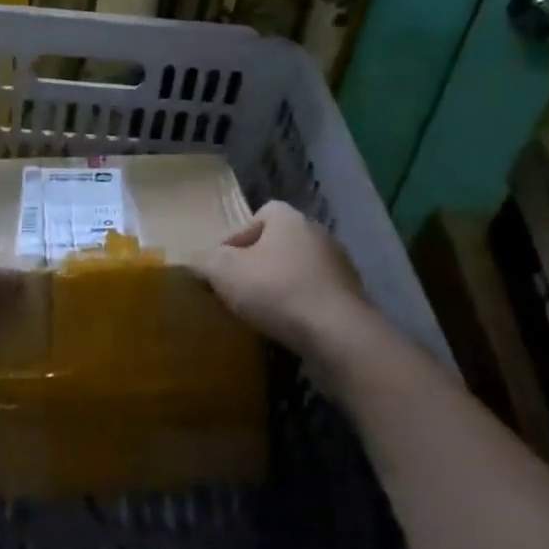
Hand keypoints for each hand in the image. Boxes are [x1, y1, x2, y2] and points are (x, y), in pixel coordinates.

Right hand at [197, 201, 381, 362]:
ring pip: (299, 271)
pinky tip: (286, 327)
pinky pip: (316, 297)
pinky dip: (300, 308)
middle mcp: (319, 235)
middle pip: (280, 243)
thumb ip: (206, 261)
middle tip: (238, 287)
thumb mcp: (225, 272)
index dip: (239, 235)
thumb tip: (196, 261)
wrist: (338, 335)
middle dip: (259, 263)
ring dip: (281, 286)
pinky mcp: (352, 300)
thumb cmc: (277, 290)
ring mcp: (340, 268)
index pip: (262, 213)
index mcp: (290, 219)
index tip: (224, 263)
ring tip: (261, 312)